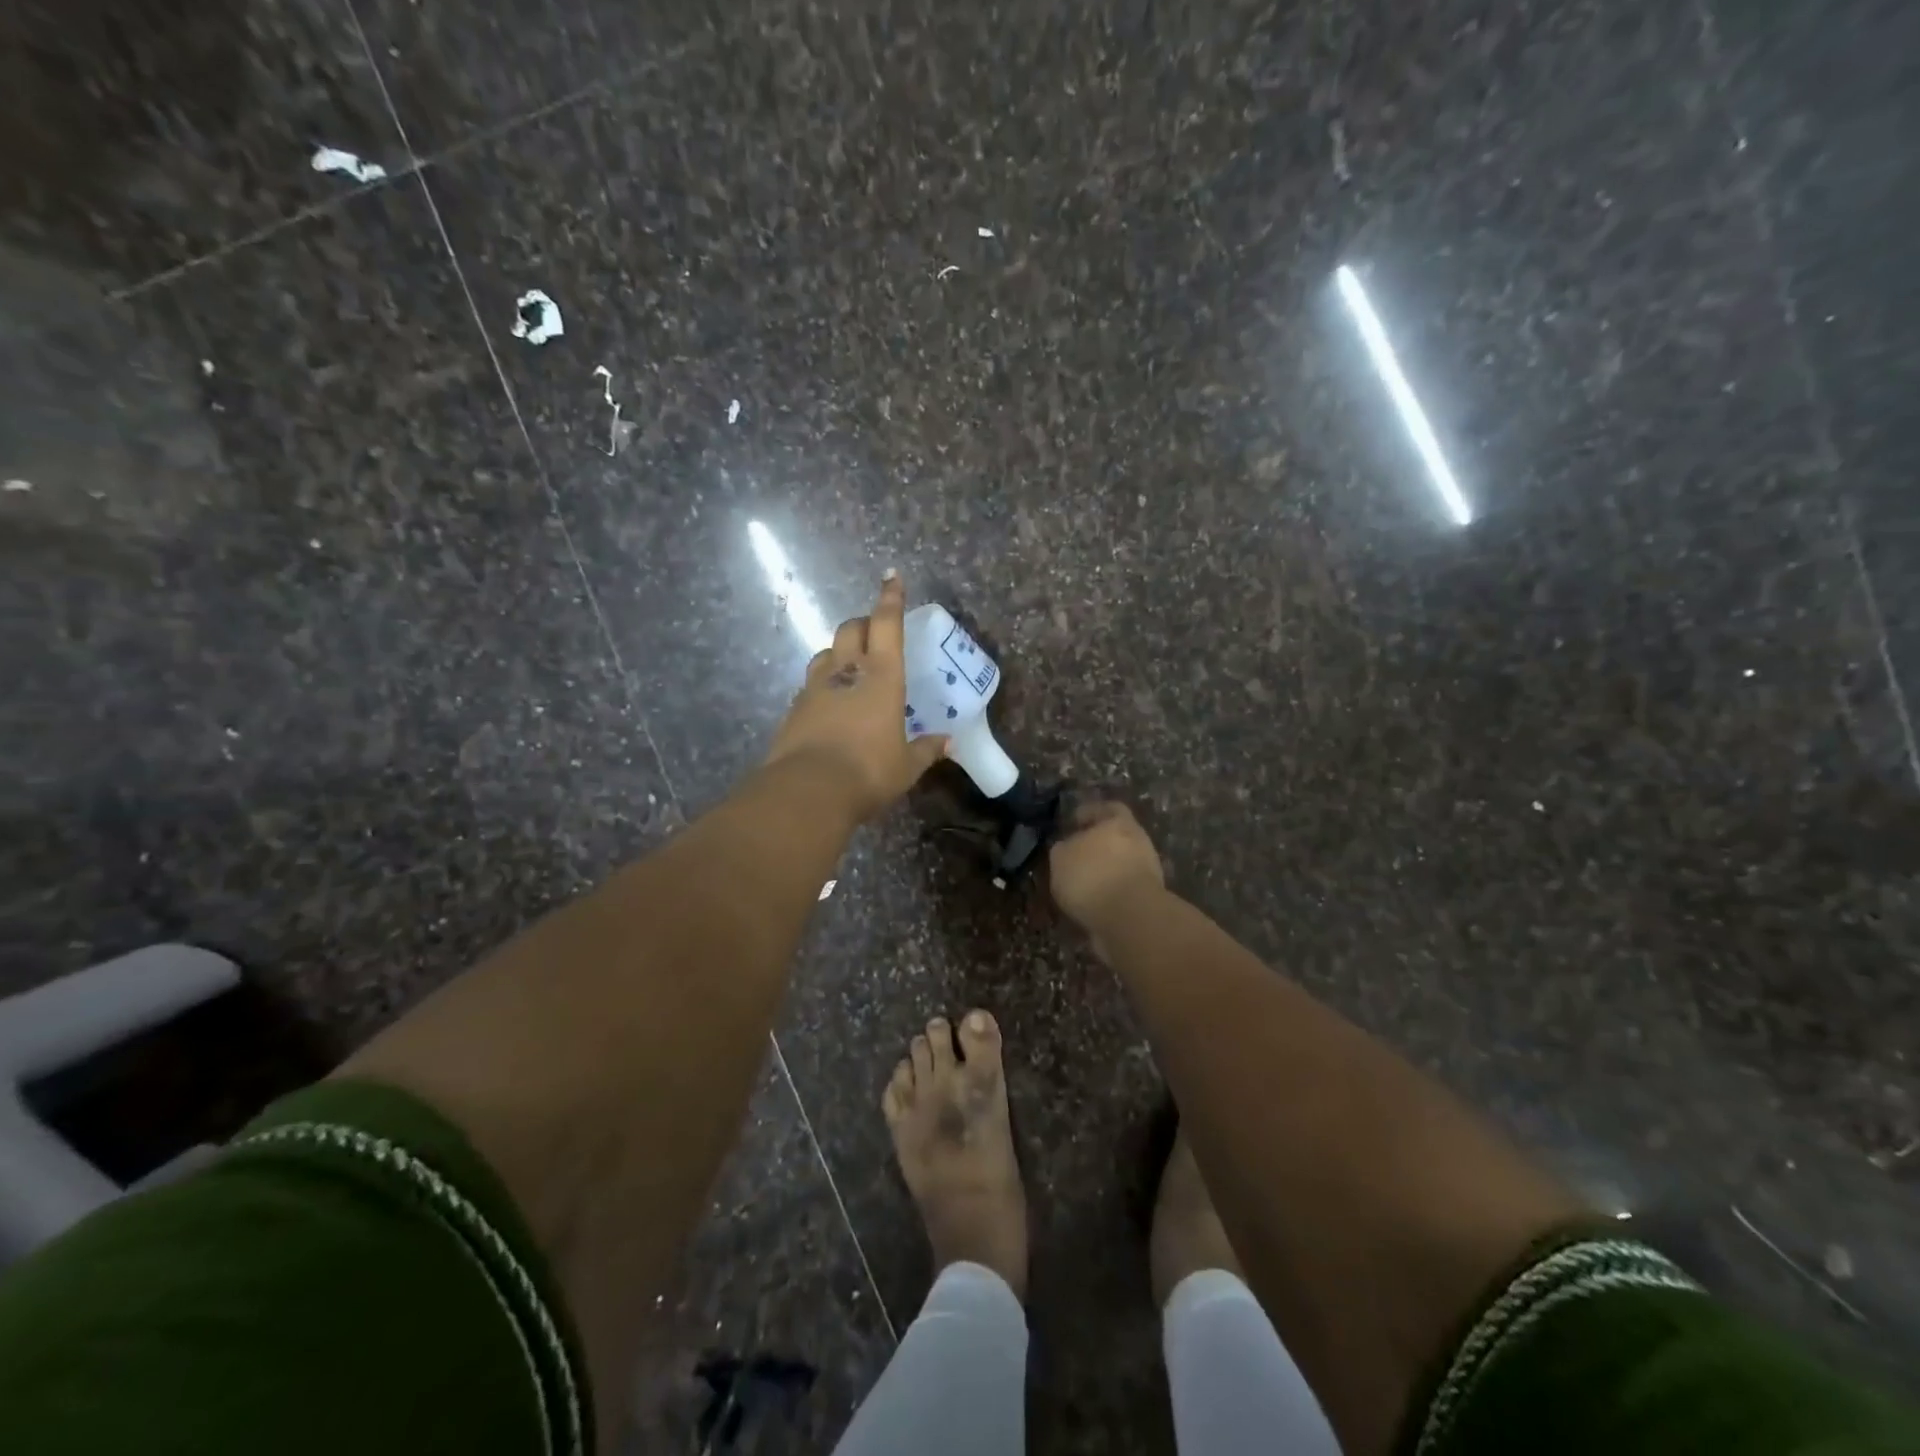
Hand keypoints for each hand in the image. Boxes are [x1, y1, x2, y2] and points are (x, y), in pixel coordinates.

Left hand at [765, 572, 949, 821]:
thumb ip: (927, 750)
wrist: (808, 790)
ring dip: (839, 651)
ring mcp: (815, 687)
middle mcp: (846, 671)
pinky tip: (830, 702)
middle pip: (850, 629)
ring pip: (825, 652)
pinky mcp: (794, 708)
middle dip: (863, 624)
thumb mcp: (907, 766)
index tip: (891, 576)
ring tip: (850, 666)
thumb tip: (948, 743)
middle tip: (874, 633)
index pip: (886, 624)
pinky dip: (823, 684)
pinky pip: (810, 684)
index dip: (890, 598)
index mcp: (881, 675)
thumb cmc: (869, 771)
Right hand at [1048, 801, 1165, 933]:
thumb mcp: (1061, 858)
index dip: (1089, 814)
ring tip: (1078, 887)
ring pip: (1120, 865)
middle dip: (1096, 847)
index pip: (1107, 808)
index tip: (1073, 823)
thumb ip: (1063, 849)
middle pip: (1115, 838)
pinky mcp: (1147, 899)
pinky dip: (1108, 895)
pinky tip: (1090, 905)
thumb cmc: (1091, 876)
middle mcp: (1137, 841)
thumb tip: (1066, 848)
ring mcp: (1147, 871)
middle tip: (1074, 857)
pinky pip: (1122, 891)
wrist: (1129, 918)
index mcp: (1119, 822)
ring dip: (1102, 873)